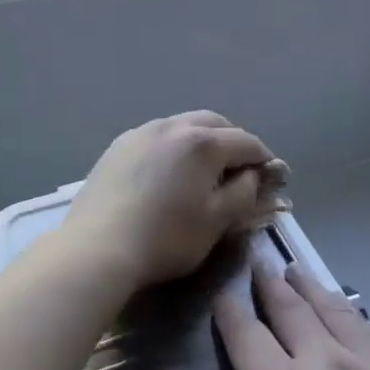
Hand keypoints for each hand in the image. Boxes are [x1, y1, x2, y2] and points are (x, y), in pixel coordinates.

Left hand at [61, 112, 280, 290]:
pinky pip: (157, 136)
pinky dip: (173, 146)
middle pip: (214, 123)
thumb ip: (243, 193)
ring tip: (204, 169)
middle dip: (233, 141)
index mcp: (202, 142)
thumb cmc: (166, 237)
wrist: (98, 246)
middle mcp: (173, 125)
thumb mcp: (216, 222)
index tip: (271, 176)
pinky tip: (168, 171)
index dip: (264, 158)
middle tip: (240, 169)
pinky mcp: (119, 145)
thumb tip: (252, 175)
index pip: (246, 142)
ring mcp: (141, 132)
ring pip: (183, 125)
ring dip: (201, 140)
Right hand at [146, 263, 369, 369]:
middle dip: (271, 285)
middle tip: (261, 263)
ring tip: (299, 274)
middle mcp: (325, 363)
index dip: (230, 308)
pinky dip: (354, 316)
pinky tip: (352, 318)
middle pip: (292, 309)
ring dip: (312, 290)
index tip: (222, 293)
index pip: (245, 330)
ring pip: (336, 312)